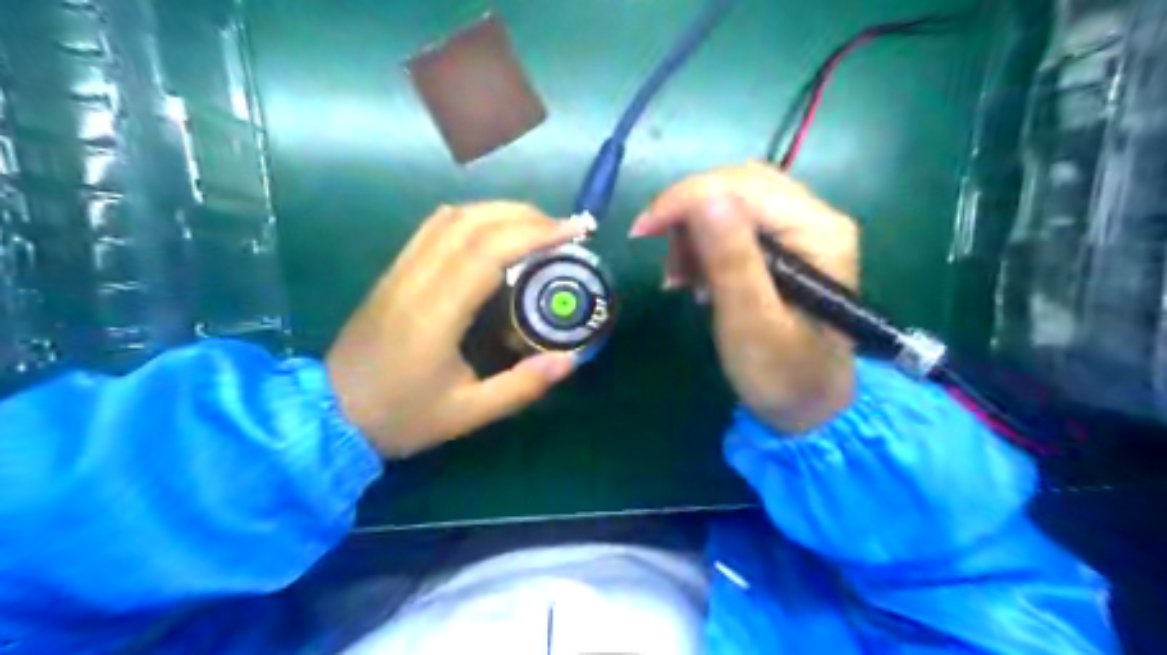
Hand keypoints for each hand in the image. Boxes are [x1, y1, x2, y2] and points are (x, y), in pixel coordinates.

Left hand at [328, 202, 587, 456]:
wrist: (330, 415)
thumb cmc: (401, 416)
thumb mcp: (467, 414)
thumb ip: (521, 387)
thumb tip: (569, 360)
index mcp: (436, 313)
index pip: (487, 251)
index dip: (534, 233)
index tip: (572, 232)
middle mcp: (416, 280)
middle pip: (471, 223)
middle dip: (524, 215)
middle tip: (563, 228)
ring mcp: (400, 271)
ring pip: (450, 218)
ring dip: (498, 211)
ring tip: (536, 224)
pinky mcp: (393, 272)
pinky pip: (432, 228)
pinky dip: (470, 217)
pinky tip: (492, 229)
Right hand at [630, 161, 853, 432]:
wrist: (806, 405)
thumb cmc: (781, 373)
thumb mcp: (751, 321)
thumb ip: (731, 259)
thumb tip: (703, 197)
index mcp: (818, 231)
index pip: (742, 187)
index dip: (685, 200)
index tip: (642, 231)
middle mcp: (815, 217)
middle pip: (737, 185)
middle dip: (689, 216)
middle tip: (665, 263)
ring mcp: (801, 229)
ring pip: (732, 201)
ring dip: (694, 232)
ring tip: (681, 279)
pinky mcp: (785, 244)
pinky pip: (735, 224)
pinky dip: (705, 245)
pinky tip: (696, 277)